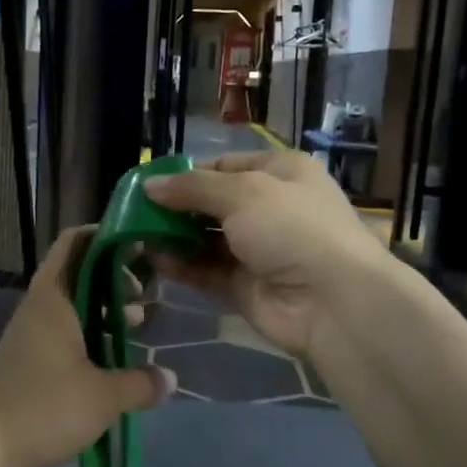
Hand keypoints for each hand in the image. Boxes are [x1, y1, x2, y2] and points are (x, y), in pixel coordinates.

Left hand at [0, 227, 175, 466]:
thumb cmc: (46, 409)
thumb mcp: (105, 396)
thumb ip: (141, 383)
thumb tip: (170, 378)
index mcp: (52, 298)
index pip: (75, 243)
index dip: (105, 235)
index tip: (139, 244)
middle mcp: (38, 307)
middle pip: (77, 272)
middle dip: (114, 276)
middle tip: (148, 291)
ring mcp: (29, 334)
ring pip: (72, 305)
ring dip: (104, 308)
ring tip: (141, 323)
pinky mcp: (27, 359)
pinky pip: (64, 331)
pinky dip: (90, 332)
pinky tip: (114, 356)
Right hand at [143, 150, 390, 357]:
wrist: (332, 301)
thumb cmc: (291, 228)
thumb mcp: (242, 192)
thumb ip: (191, 188)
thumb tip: (148, 185)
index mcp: (279, 173)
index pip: (224, 165)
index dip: (187, 174)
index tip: (149, 184)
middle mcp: (269, 208)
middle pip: (212, 203)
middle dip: (175, 208)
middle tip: (134, 212)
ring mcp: (257, 250)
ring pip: (206, 239)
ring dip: (174, 237)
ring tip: (136, 235)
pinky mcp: (245, 286)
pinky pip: (207, 271)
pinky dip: (182, 265)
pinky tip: (153, 260)